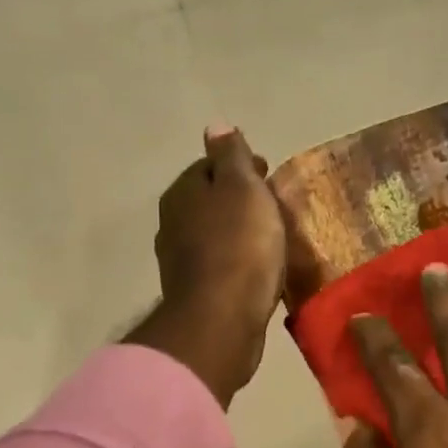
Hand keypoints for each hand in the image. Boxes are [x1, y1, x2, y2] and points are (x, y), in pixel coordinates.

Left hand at [126, 125, 286, 407]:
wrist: (222, 321)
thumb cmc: (238, 247)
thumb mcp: (241, 188)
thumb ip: (231, 157)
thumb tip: (215, 126)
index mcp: (181, 194)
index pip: (209, 167)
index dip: (239, 166)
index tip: (268, 174)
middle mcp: (173, 226)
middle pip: (210, 203)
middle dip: (238, 201)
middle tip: (274, 208)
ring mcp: (182, 264)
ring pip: (214, 237)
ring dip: (238, 234)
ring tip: (271, 240)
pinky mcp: (196, 297)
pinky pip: (221, 269)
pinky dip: (237, 264)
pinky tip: (257, 272)